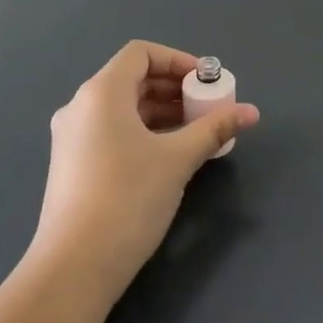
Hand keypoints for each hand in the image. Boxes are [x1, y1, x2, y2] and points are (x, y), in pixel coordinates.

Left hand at [30, 40, 259, 299]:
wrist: (74, 269)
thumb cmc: (128, 199)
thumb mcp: (178, 159)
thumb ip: (214, 128)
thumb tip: (251, 112)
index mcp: (101, 93)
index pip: (141, 53)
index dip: (177, 60)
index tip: (206, 81)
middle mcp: (80, 107)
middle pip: (133, 79)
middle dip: (174, 89)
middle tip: (207, 108)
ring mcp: (71, 138)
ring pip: (123, 109)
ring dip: (161, 112)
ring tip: (195, 133)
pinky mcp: (71, 166)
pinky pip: (111, 131)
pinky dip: (142, 132)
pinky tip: (168, 157)